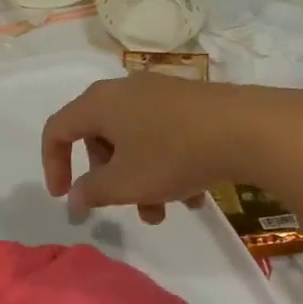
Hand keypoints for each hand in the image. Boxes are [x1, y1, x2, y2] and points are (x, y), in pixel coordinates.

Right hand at [41, 75, 272, 223]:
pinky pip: (163, 135)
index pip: (57, 130)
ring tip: (162, 212)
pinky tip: (192, 196)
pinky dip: (166, 165)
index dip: (53, 165)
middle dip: (106, 178)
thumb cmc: (172, 154)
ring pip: (134, 140)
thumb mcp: (125, 183)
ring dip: (139, 179)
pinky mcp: (190, 102)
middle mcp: (125, 91)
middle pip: (98, 136)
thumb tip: (75, 198)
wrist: (249, 129)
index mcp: (99, 104)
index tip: (65, 197)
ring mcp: (160, 93)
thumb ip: (92, 192)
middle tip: (120, 205)